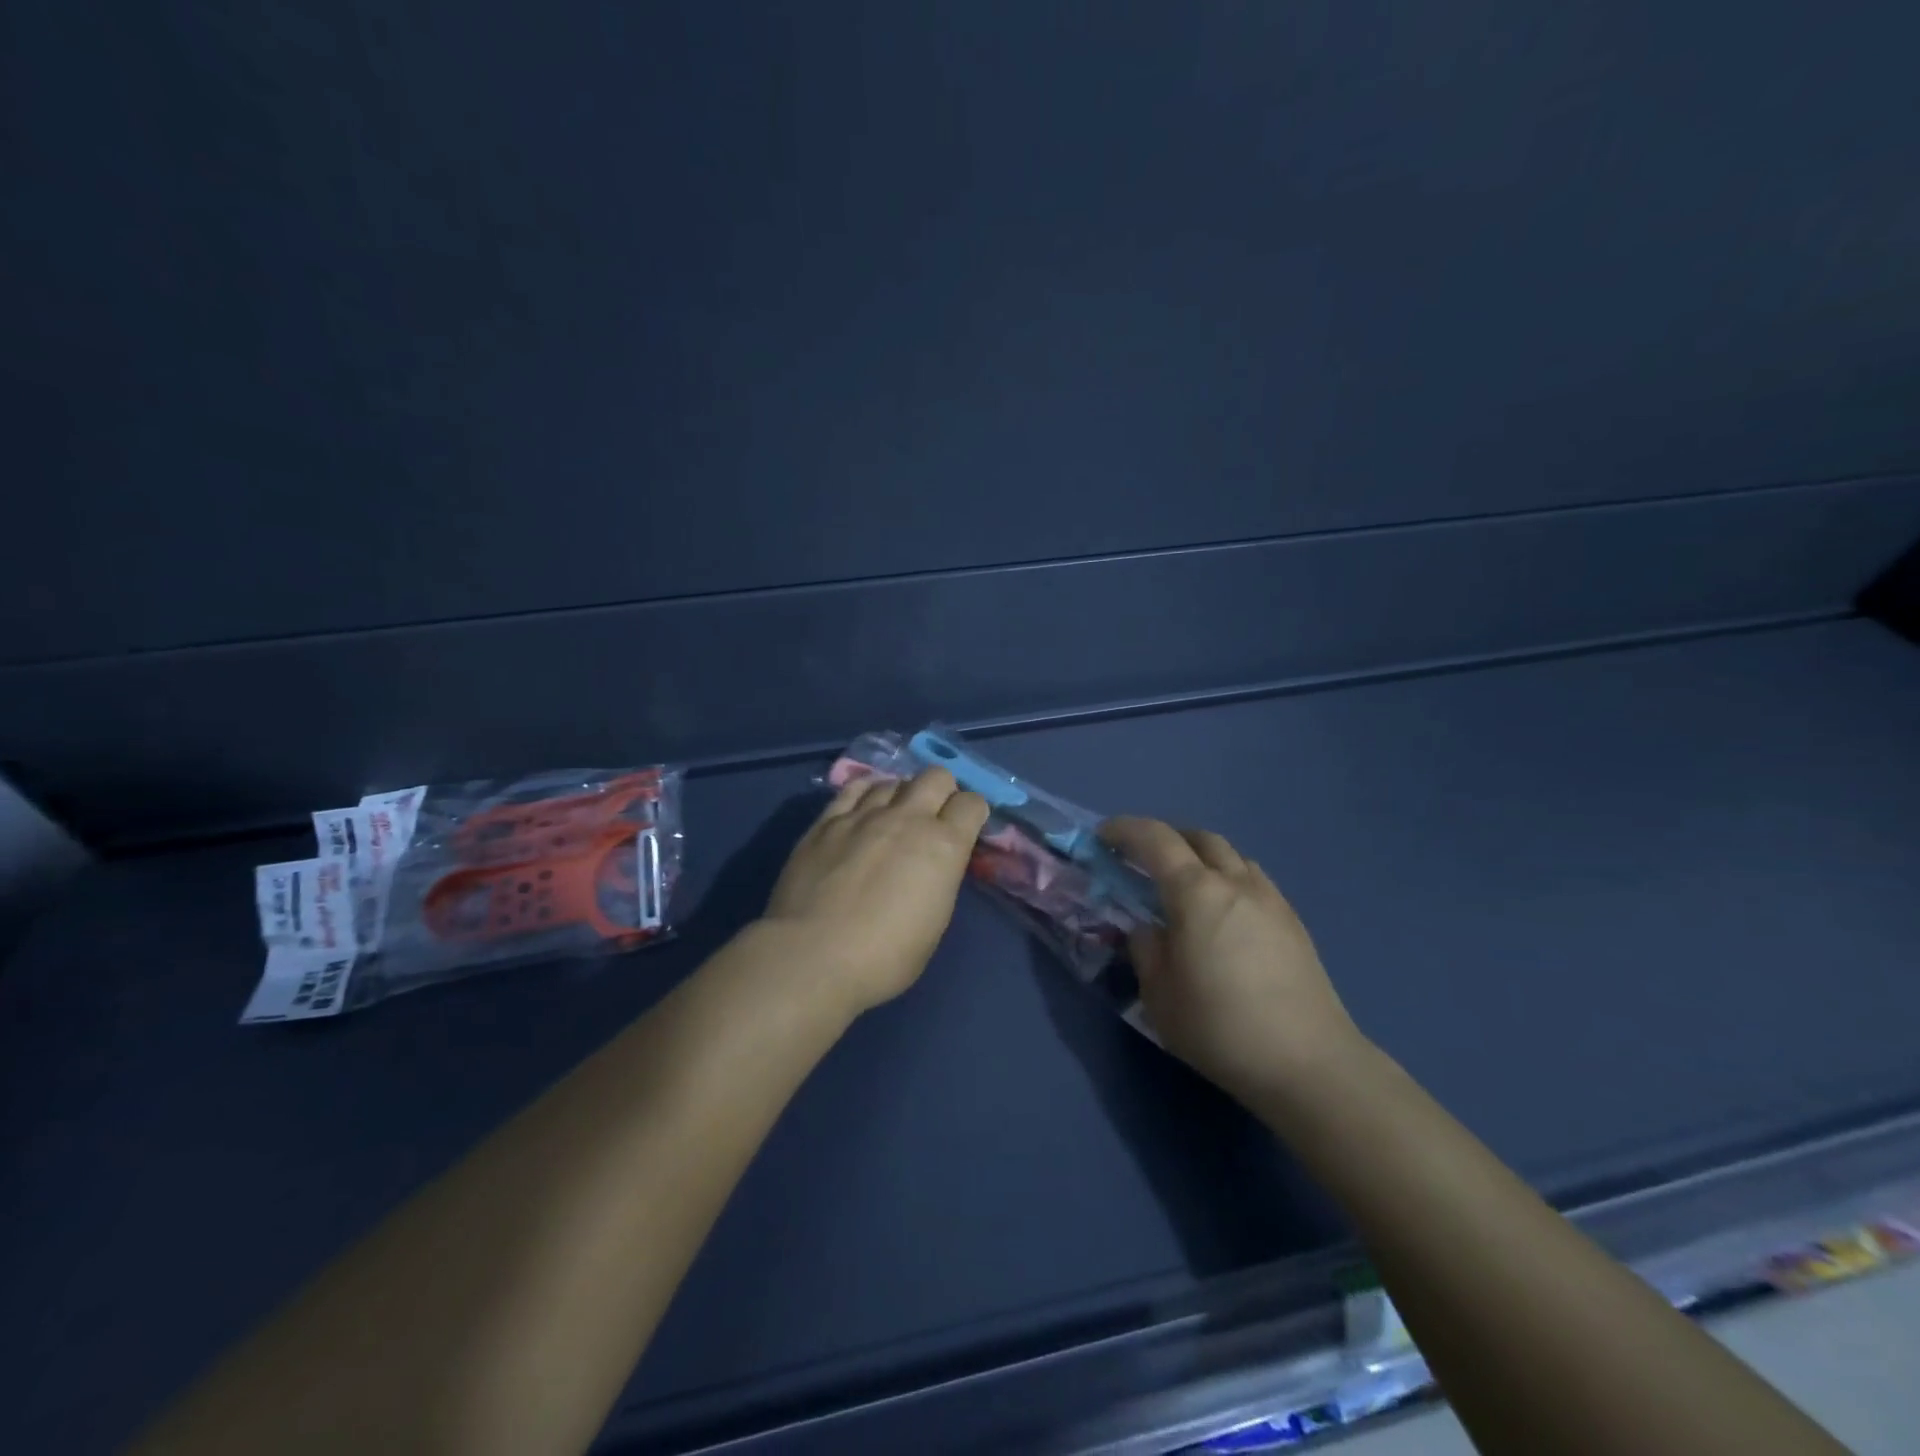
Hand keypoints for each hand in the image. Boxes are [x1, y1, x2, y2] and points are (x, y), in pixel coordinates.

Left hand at [762, 767, 990, 1014]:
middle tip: (935, 817)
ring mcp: (864, 815)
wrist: (812, 957)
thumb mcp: (934, 922)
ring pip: (894, 780)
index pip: (972, 804)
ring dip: (902, 794)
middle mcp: (908, 818)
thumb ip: (939, 880)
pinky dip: (866, 792)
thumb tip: (933, 865)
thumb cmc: (885, 957)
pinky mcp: (827, 821)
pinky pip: (853, 788)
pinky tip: (863, 808)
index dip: (974, 813)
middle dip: (943, 791)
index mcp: (944, 846)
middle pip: (936, 776)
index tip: (967, 829)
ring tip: (895, 817)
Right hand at [1101, 817, 1365, 1104]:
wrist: (1308, 1063)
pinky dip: (1229, 880)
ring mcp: (1271, 900)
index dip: (1124, 830)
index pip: (1155, 839)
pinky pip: (1253, 880)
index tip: (1102, 837)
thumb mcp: (1159, 996)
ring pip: (1232, 856)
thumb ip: (1146, 951)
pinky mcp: (1293, 923)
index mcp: (1196, 893)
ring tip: (1185, 887)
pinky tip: (1224, 915)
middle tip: (1143, 860)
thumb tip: (1148, 930)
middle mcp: (1235, 883)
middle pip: (1199, 838)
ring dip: (1201, 857)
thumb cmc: (1221, 1028)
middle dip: (1166, 838)